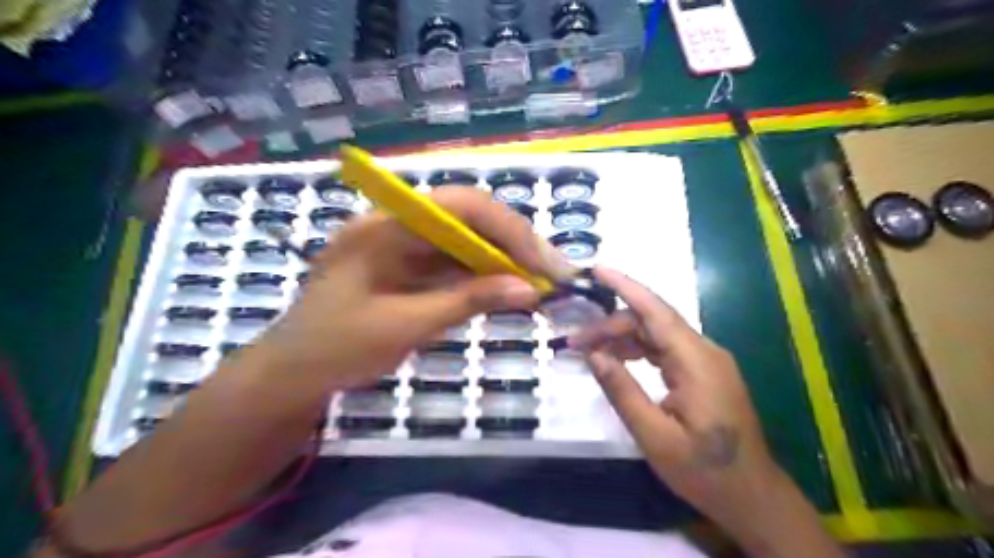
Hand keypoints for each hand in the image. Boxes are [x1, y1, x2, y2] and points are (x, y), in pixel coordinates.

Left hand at [249, 187, 574, 391]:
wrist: (292, 375)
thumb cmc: (337, 348)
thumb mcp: (405, 325)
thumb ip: (467, 301)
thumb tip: (529, 290)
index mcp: (385, 225)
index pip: (460, 205)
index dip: (507, 229)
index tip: (541, 263)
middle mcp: (396, 224)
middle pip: (467, 219)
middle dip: (512, 245)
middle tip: (549, 274)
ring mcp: (401, 245)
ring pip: (465, 241)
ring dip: (501, 261)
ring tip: (537, 285)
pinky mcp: (407, 266)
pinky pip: (453, 263)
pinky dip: (482, 277)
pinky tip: (506, 292)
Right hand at [567, 268, 793, 542]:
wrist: (753, 496)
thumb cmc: (705, 471)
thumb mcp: (655, 437)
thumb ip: (622, 392)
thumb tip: (593, 355)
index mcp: (696, 362)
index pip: (656, 311)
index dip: (626, 286)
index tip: (597, 268)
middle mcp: (704, 351)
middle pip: (652, 322)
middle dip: (611, 325)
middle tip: (575, 341)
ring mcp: (706, 361)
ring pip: (657, 335)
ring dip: (622, 337)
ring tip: (588, 350)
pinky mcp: (703, 372)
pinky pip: (665, 350)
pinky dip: (637, 350)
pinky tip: (616, 360)